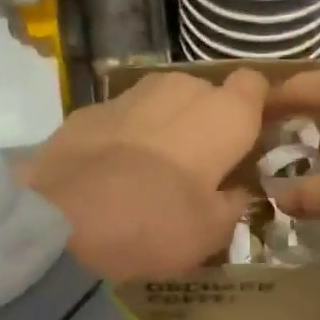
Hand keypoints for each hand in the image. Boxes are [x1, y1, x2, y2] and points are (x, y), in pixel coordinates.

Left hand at [21, 69, 267, 278]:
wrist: (65, 219)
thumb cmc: (156, 224)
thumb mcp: (211, 233)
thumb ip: (232, 205)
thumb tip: (236, 192)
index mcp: (225, 115)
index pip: (255, 86)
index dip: (254, 109)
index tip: (248, 139)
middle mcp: (182, 89)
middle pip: (205, 95)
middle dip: (205, 123)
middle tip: (198, 167)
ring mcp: (131, 94)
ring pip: (162, 102)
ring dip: (164, 126)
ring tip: (152, 170)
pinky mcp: (89, 108)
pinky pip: (122, 118)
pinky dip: (124, 137)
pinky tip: (111, 172)